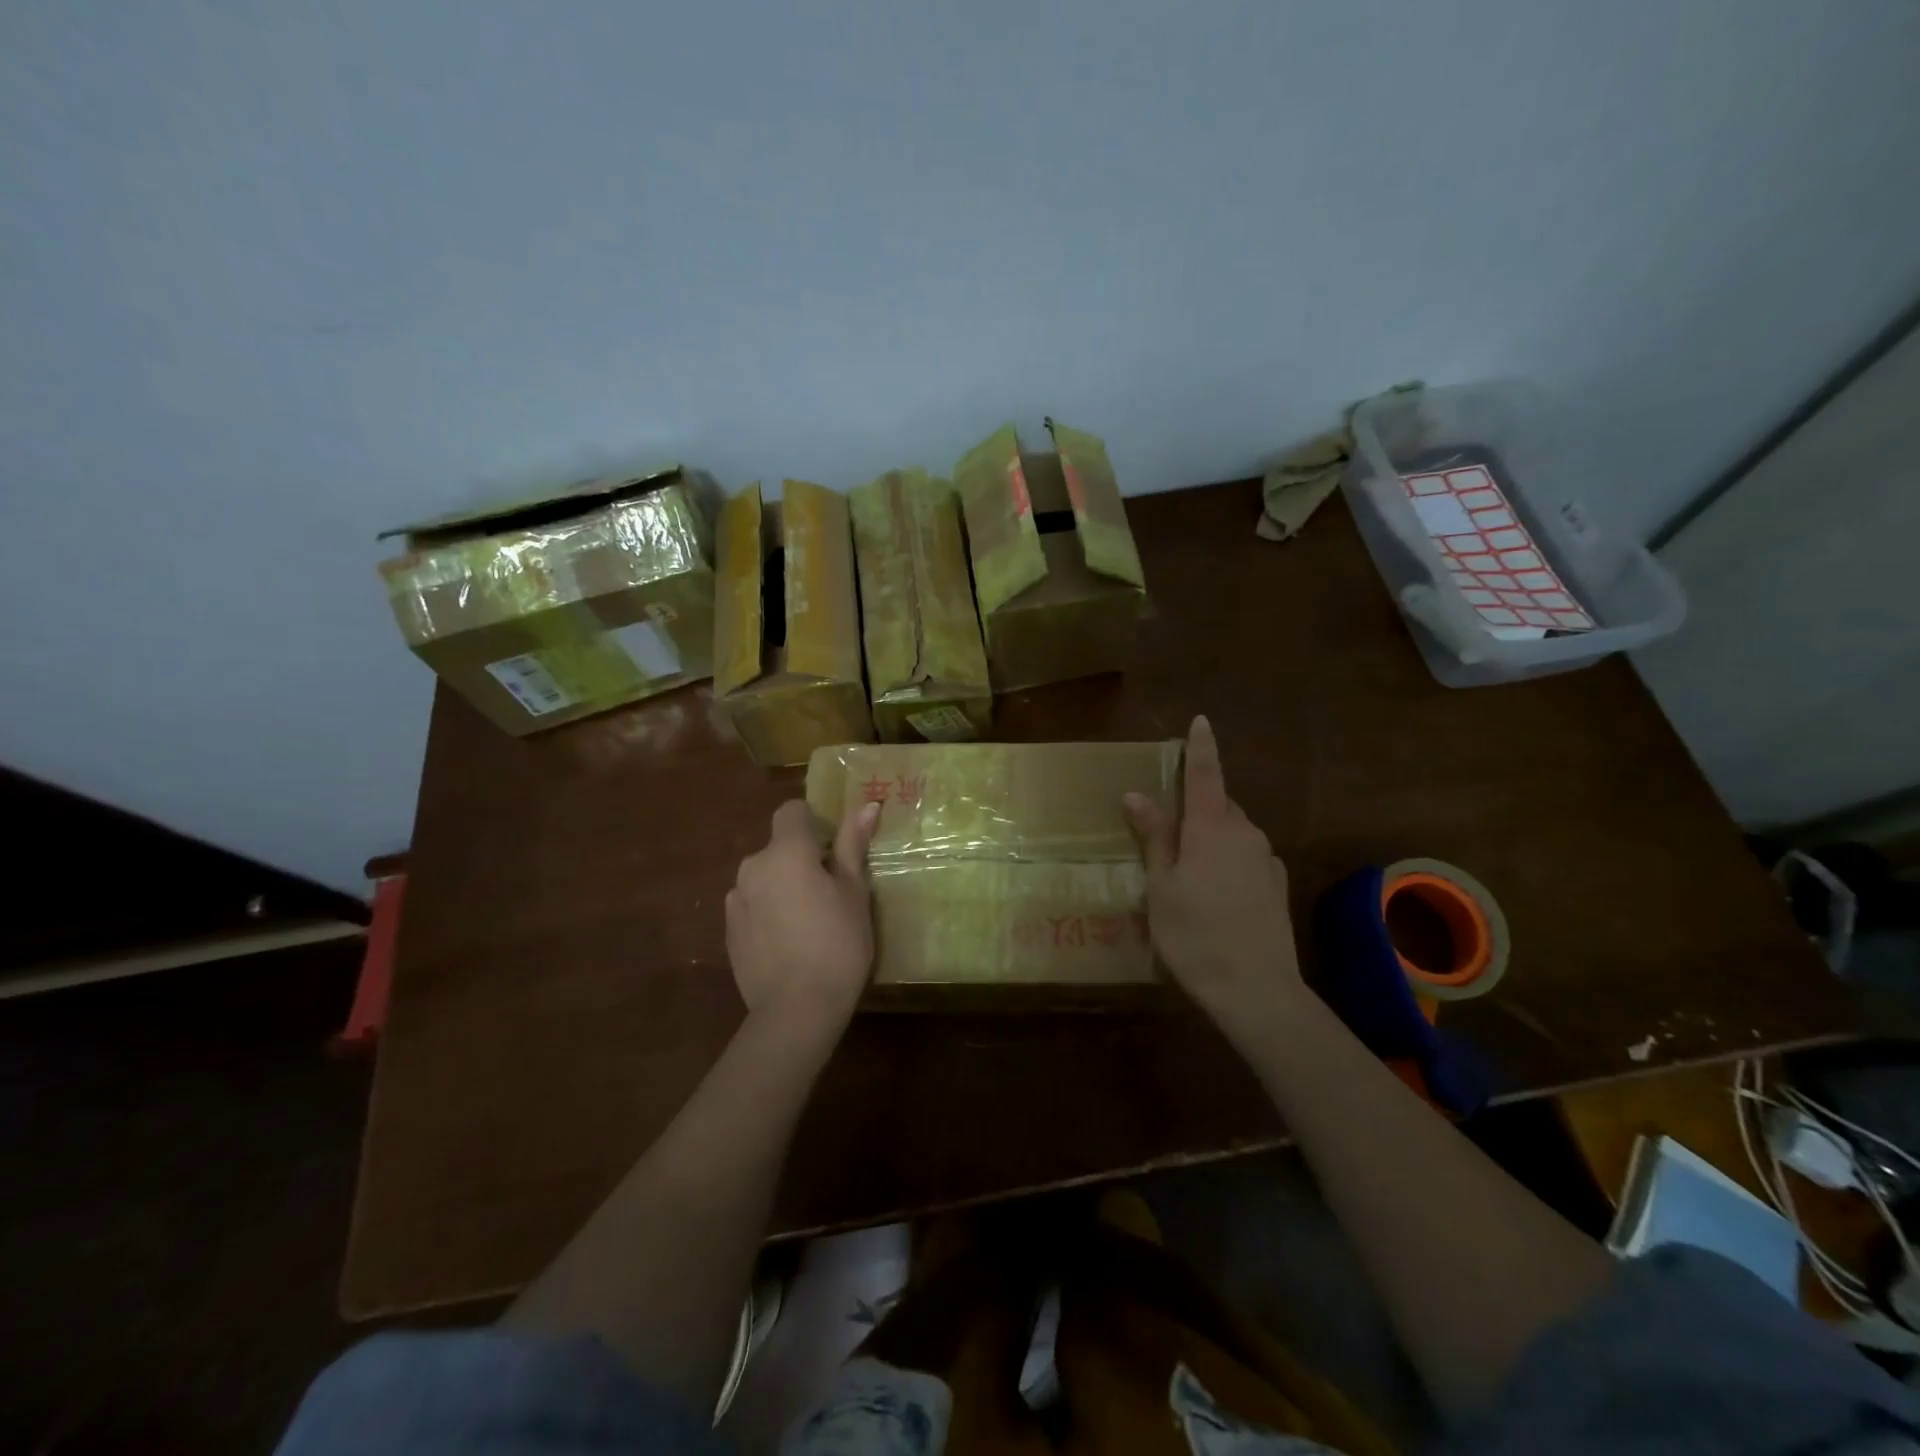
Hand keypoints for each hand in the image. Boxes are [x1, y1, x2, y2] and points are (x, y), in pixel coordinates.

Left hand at [726, 799, 881, 1029]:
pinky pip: (752, 905)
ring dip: (782, 885)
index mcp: (786, 852)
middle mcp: (753, 867)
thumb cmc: (837, 944)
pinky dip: (768, 911)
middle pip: (778, 846)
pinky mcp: (729, 931)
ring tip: (809, 922)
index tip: (834, 849)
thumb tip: (867, 805)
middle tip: (831, 891)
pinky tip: (788, 942)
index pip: (792, 811)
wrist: (796, 1010)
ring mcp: (736, 900)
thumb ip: (853, 845)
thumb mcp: (854, 892)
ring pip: (764, 877)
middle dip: (801, 858)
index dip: (814, 822)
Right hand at [1124, 716, 1303, 1036]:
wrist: (1256, 990)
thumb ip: (1154, 836)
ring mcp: (1266, 859)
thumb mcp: (1161, 885)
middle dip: (1196, 807)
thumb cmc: (1195, 933)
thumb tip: (1136, 794)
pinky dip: (1229, 860)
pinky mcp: (1277, 884)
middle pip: (1218, 805)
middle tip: (1168, 833)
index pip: (1205, 774)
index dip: (1201, 747)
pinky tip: (1216, 893)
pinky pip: (1247, 856)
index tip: (1201, 721)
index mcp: (1212, 826)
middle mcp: (1245, 832)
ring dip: (1212, 837)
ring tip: (1187, 872)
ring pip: (1233, 832)